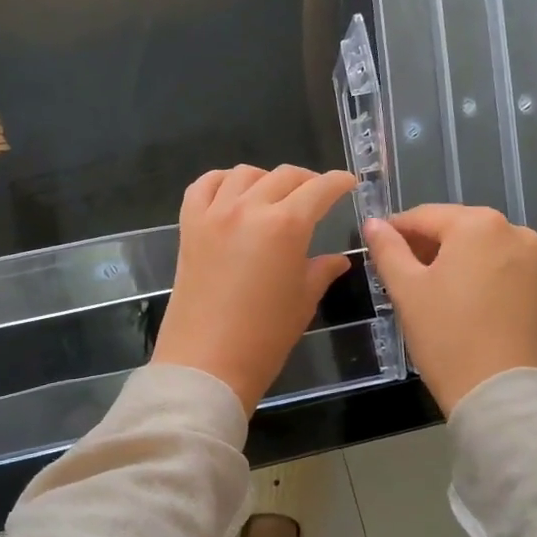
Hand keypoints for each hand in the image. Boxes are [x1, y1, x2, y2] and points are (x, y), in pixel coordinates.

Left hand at [153, 165, 359, 413]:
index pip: (319, 189)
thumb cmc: (265, 337)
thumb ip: (321, 270)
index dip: (338, 183)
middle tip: (316, 195)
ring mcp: (214, 214)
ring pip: (243, 174)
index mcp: (286, 225)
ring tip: (274, 196)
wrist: (207, 363)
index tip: (348, 183)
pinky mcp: (188, 226)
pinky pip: (203, 186)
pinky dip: (221, 182)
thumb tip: (337, 259)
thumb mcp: (303, 301)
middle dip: (307, 181)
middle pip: (283, 176)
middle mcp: (249, 208)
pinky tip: (232, 193)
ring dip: (265, 179)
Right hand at [364, 205, 536, 414]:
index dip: (396, 229)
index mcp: (479, 225)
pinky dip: (482, 279)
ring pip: (483, 250)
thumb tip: (374, 224)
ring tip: (431, 291)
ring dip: (455, 262)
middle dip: (428, 246)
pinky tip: (465, 306)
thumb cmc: (446, 335)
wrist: (501, 393)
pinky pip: (505, 272)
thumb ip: (388, 249)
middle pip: (458, 230)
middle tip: (401, 273)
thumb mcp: (406, 290)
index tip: (377, 245)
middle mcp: (515, 233)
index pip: (425, 216)